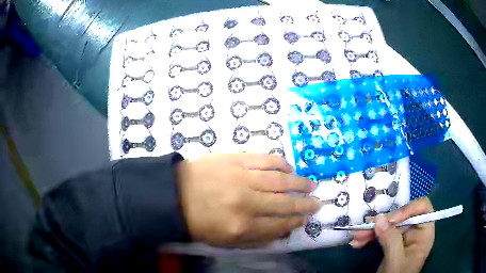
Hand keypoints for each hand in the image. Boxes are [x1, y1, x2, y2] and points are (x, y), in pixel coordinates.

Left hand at [176, 153, 319, 246]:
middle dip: (304, 204)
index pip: (278, 226)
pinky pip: (265, 159)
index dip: (294, 223)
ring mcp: (242, 178)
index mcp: (241, 227)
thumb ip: (254, 239)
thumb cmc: (198, 220)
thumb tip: (280, 232)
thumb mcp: (223, 241)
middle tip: (317, 203)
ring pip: (280, 181)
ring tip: (311, 185)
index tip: (304, 219)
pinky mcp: (236, 159)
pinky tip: (289, 166)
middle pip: (284, 204)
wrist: (173, 193)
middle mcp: (247, 203)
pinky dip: (280, 163)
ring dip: (299, 183)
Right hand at [350, 197, 434, 272]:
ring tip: (356, 238)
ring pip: (389, 225)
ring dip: (372, 231)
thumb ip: (391, 240)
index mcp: (424, 233)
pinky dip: (370, 237)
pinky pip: (382, 234)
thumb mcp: (395, 260)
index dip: (408, 209)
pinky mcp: (392, 243)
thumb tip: (379, 218)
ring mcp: (403, 237)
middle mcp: (415, 231)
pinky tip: (358, 242)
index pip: (422, 208)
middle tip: (364, 229)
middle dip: (382, 223)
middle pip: (401, 217)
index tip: (390, 220)